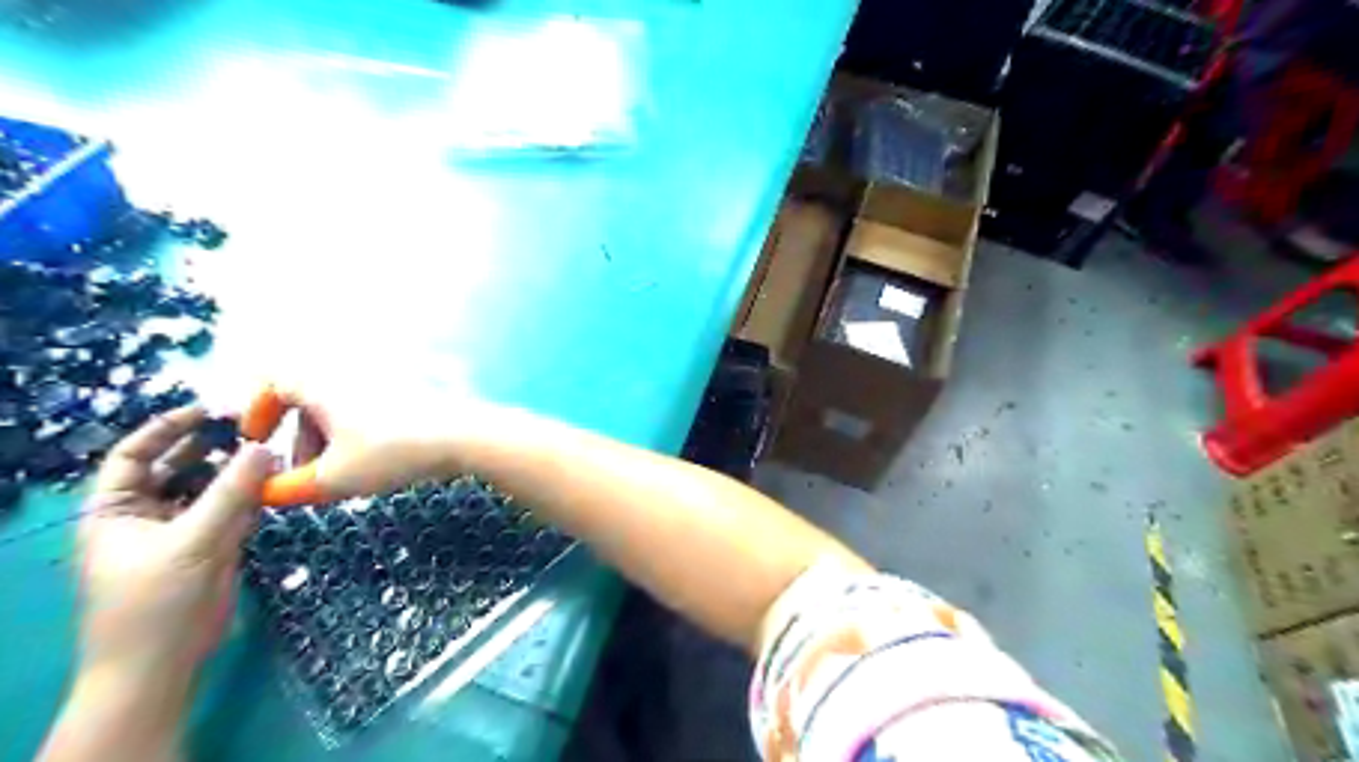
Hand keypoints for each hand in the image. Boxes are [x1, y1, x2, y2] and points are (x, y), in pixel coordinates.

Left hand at [75, 409, 273, 680]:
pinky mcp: (211, 543)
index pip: (134, 455)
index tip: (211, 410)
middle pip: (177, 466)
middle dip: (211, 446)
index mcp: (116, 508)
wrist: (163, 662)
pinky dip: (252, 495)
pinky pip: (232, 508)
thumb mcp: (194, 540)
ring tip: (272, 449)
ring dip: (238, 470)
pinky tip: (275, 481)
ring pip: (210, 486)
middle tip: (254, 426)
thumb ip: (231, 492)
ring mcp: (181, 528)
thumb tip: (264, 447)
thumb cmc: (157, 600)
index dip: (167, 428)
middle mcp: (146, 512)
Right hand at [245, 381, 502, 506]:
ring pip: (339, 408)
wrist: (463, 435)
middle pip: (307, 400)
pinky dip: (359, 436)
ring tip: (339, 477)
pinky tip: (373, 466)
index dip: (257, 411)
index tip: (258, 442)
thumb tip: (263, 494)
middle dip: (299, 438)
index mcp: (321, 382)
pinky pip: (368, 411)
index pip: (272, 381)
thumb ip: (289, 489)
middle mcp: (349, 374)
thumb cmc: (392, 451)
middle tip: (303, 473)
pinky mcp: (409, 394)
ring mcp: (382, 382)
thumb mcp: (334, 478)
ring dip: (329, 441)